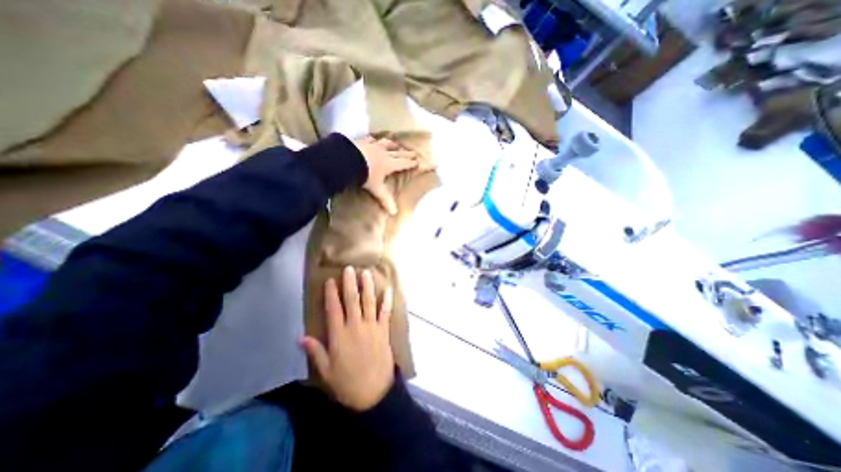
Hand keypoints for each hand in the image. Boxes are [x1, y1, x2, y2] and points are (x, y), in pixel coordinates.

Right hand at [301, 268, 395, 410]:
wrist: (373, 392)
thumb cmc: (346, 382)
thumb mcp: (326, 371)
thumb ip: (315, 351)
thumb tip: (301, 337)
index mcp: (339, 335)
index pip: (334, 309)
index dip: (331, 293)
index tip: (330, 280)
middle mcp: (355, 326)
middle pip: (352, 300)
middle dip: (350, 283)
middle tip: (349, 268)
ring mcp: (372, 326)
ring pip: (369, 302)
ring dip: (367, 286)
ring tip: (366, 273)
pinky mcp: (384, 330)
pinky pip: (385, 312)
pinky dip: (387, 300)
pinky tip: (388, 289)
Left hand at [353, 136, 418, 215]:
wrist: (348, 160)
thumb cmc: (365, 175)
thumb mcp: (376, 189)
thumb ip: (385, 199)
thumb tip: (394, 213)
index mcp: (389, 164)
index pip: (403, 163)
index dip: (411, 163)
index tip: (417, 161)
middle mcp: (384, 153)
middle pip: (398, 153)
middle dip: (407, 153)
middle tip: (415, 152)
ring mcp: (373, 146)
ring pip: (386, 143)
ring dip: (392, 144)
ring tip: (396, 144)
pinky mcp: (363, 141)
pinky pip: (371, 139)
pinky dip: (374, 139)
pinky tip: (373, 138)